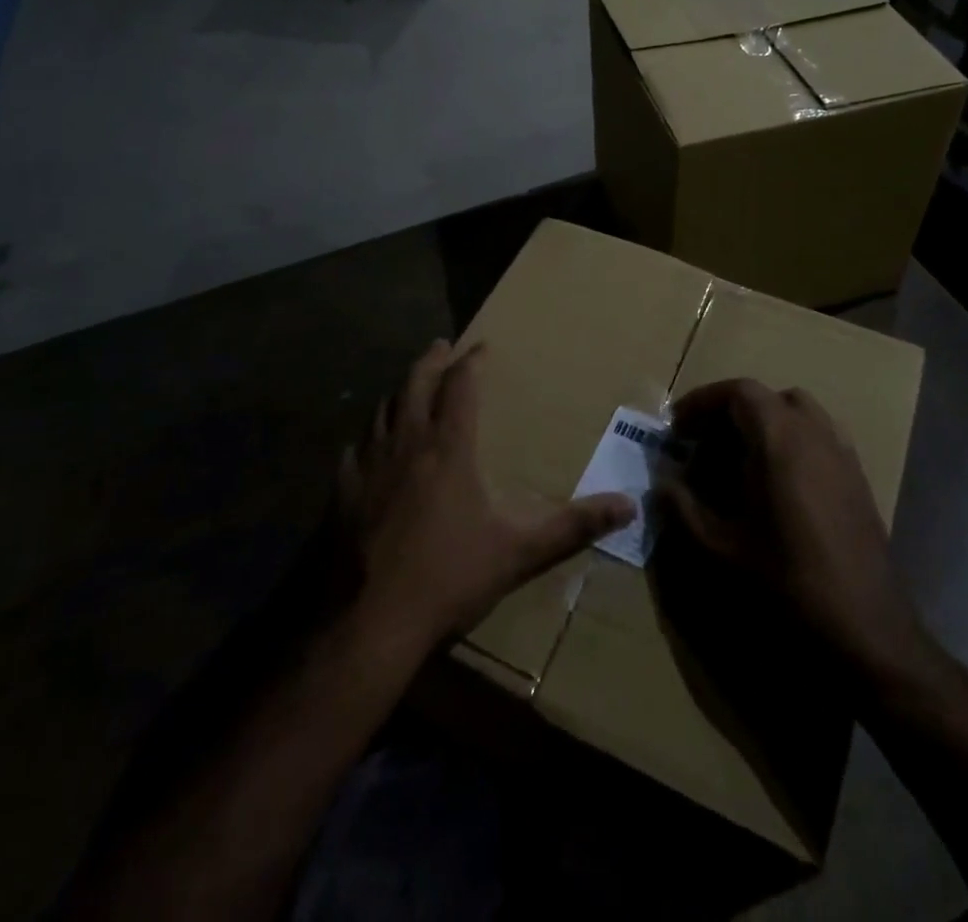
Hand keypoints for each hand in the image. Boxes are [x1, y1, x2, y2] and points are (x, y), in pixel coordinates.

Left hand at [341, 340, 635, 651]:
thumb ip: (573, 526)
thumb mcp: (520, 552)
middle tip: (441, 345)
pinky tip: (367, 445)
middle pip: (415, 383)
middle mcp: (406, 443)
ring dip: (398, 391)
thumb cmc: (449, 578)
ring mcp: (367, 465)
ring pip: (381, 409)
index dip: (471, 362)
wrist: (369, 621)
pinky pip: (354, 448)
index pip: (461, 386)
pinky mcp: (340, 491)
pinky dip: (367, 435)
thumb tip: (628, 505)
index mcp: (449, 448)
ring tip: (408, 386)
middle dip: (430, 360)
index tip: (481, 347)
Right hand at [665, 379, 925, 678]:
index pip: (739, 391)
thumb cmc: (786, 586)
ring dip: (765, 426)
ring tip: (738, 462)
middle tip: (704, 446)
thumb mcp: (718, 550)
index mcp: (781, 440)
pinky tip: (776, 488)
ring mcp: (844, 457)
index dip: (703, 402)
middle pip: (769, 399)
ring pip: (800, 415)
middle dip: (732, 413)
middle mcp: (816, 435)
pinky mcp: (859, 483)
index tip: (677, 429)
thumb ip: (682, 507)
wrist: (867, 636)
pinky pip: (820, 439)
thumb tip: (662, 480)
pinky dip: (792, 444)